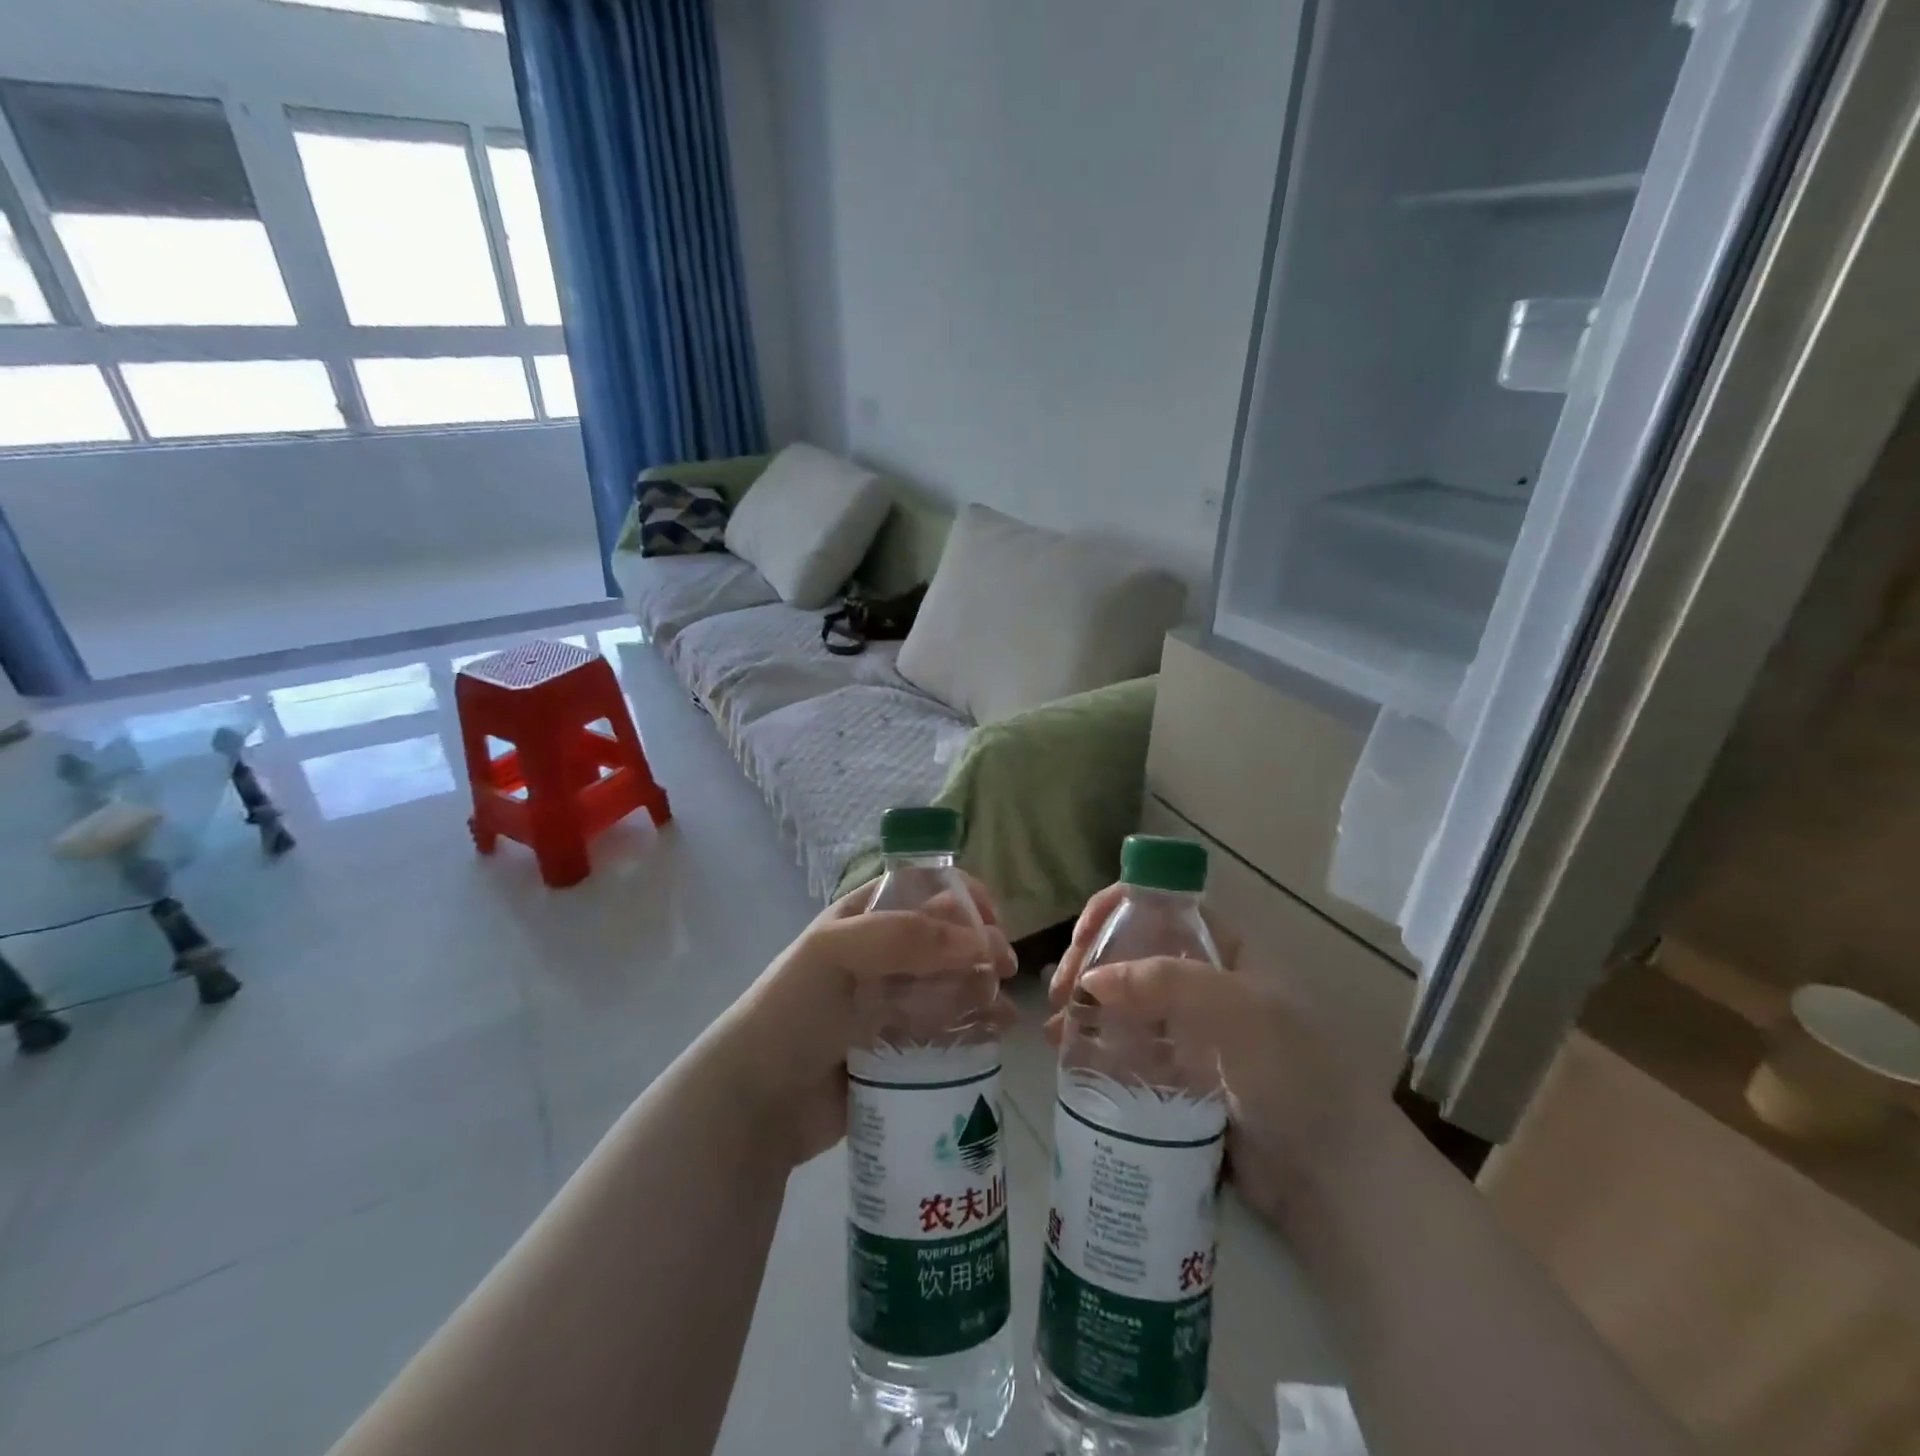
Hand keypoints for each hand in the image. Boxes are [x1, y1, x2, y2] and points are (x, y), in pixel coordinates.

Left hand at [708, 874, 1017, 1168]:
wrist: (757, 1101)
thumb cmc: (793, 1010)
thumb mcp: (837, 952)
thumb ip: (905, 936)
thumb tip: (981, 942)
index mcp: (864, 919)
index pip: (924, 891)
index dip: (961, 897)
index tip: (992, 917)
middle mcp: (883, 956)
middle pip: (946, 938)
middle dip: (981, 946)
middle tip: (1002, 968)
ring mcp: (893, 1003)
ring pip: (953, 984)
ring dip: (984, 988)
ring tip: (1002, 1010)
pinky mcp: (903, 1049)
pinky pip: (948, 1029)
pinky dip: (976, 1026)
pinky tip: (996, 1034)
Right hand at [1047, 887, 1366, 1227]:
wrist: (1334, 1178)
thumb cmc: (1295, 1075)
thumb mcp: (1238, 1012)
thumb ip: (1166, 983)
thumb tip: (1091, 979)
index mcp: (1225, 952)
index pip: (1162, 906)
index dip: (1117, 909)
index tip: (1081, 938)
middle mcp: (1204, 983)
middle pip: (1134, 953)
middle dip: (1092, 964)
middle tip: (1061, 994)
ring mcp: (1192, 1032)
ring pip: (1126, 1003)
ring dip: (1087, 1008)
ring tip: (1056, 1031)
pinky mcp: (1180, 1077)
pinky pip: (1130, 1050)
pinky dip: (1098, 1047)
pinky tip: (1069, 1057)